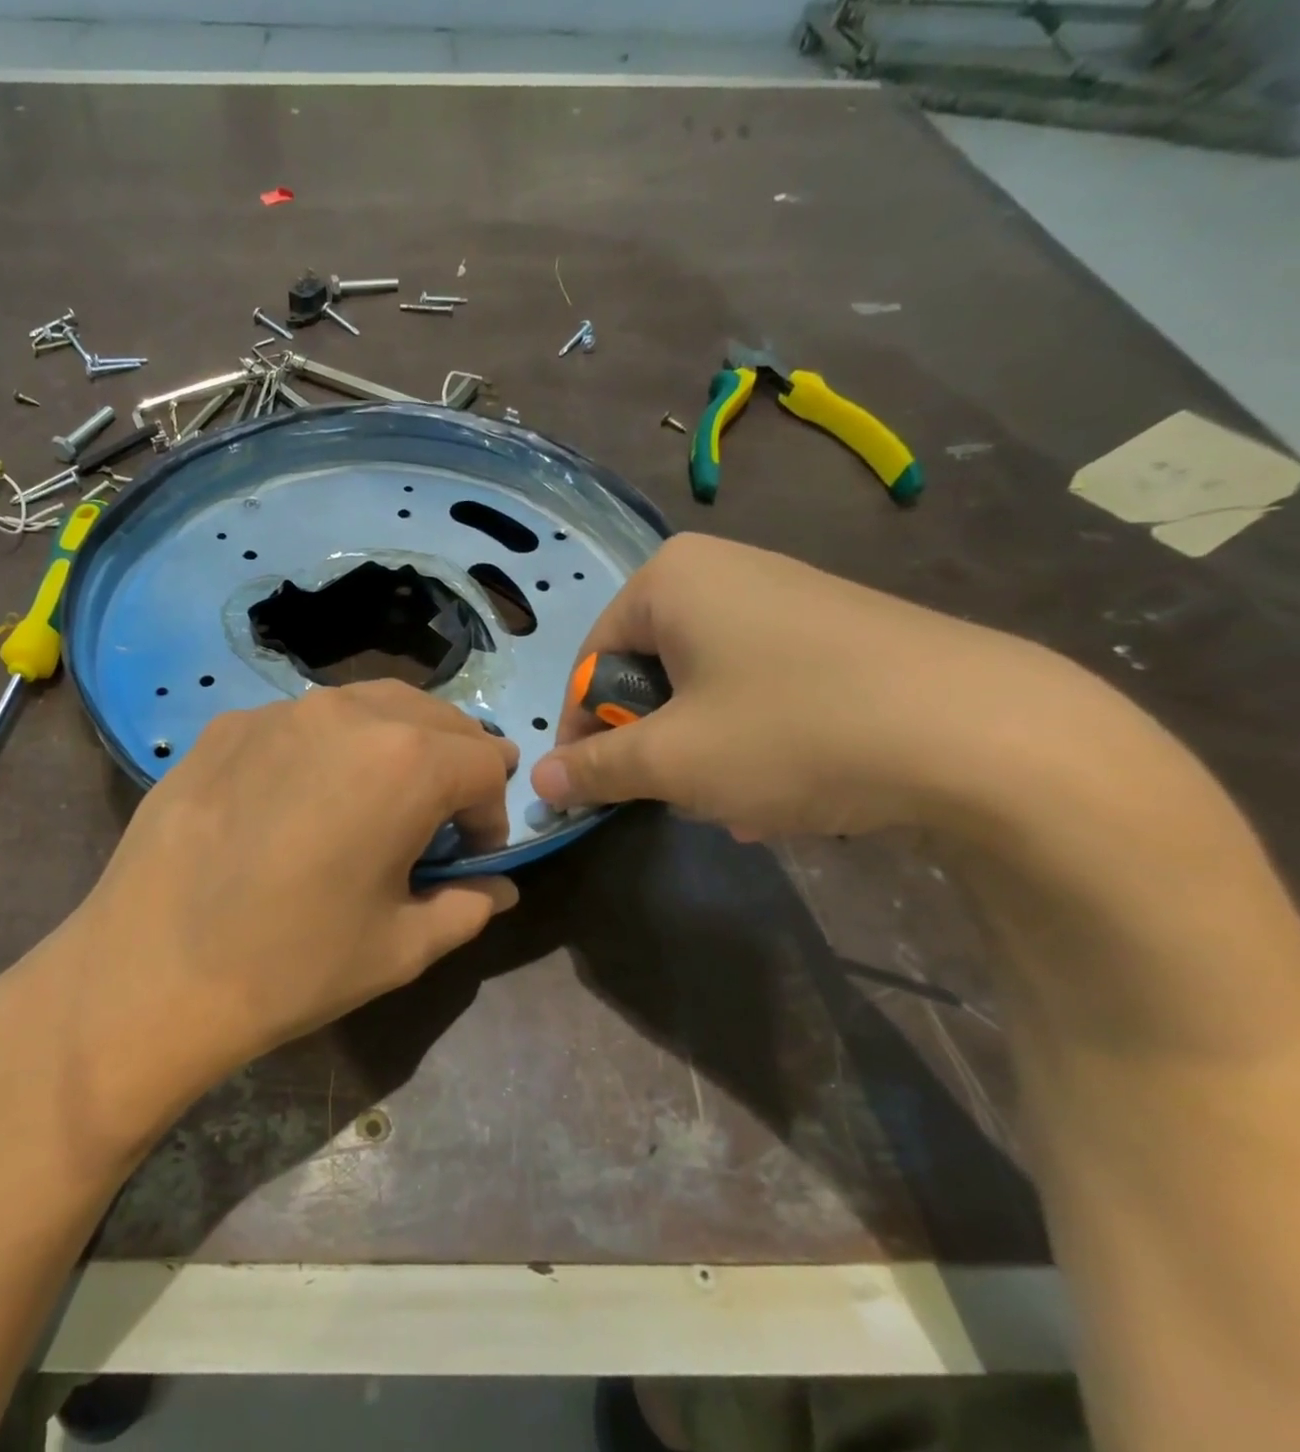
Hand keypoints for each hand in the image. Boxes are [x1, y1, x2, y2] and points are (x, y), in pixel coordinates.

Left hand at [60, 680, 518, 1094]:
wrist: (149, 971)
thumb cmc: (292, 965)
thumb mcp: (399, 948)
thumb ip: (466, 907)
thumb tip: (497, 887)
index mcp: (405, 762)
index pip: (485, 761)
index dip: (490, 812)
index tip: (467, 856)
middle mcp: (346, 714)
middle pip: (432, 716)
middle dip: (451, 763)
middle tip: (431, 820)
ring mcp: (277, 712)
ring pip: (365, 706)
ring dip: (391, 744)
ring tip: (371, 800)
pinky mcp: (225, 727)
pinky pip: (299, 722)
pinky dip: (324, 748)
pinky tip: (294, 800)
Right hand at [530, 533, 1078, 839]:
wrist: (991, 736)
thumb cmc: (792, 731)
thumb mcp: (672, 760)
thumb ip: (593, 768)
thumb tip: (538, 781)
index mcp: (669, 579)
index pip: (590, 663)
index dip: (584, 732)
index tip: (593, 789)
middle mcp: (723, 571)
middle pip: (649, 674)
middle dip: (654, 744)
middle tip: (676, 795)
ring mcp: (786, 597)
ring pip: (705, 687)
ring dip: (704, 751)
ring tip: (737, 803)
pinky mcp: (838, 631)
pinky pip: (761, 686)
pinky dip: (755, 737)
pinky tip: (788, 786)